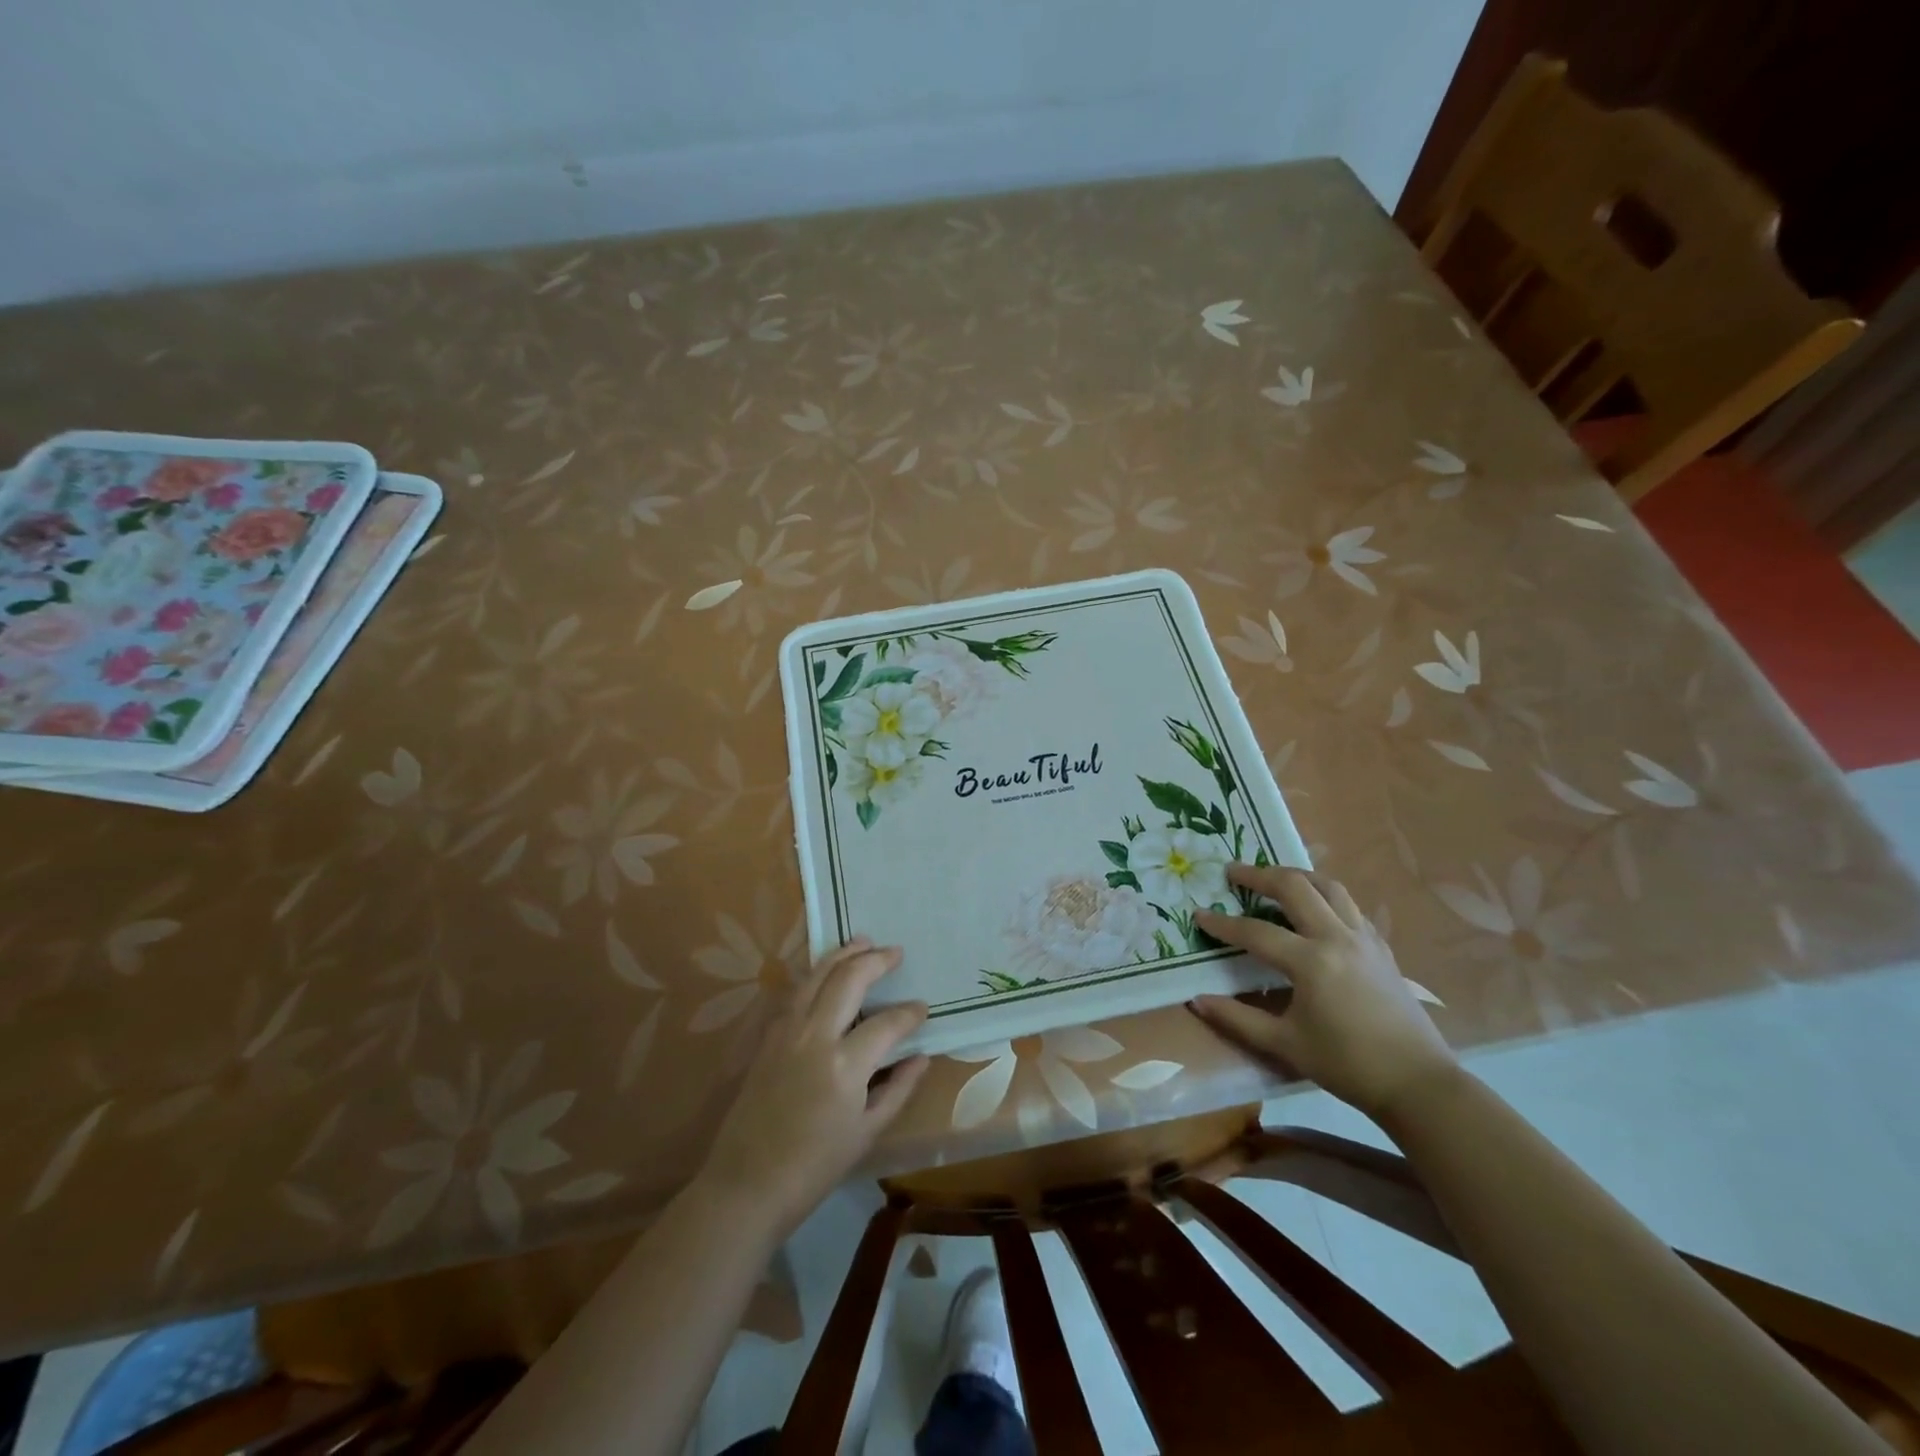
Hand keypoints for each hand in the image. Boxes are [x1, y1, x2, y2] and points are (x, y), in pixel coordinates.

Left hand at [698, 939, 929, 1238]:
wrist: (747, 1185)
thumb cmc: (814, 1167)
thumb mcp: (867, 1133)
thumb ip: (898, 1089)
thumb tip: (921, 1056)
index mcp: (846, 1064)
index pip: (888, 1023)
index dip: (909, 1013)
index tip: (922, 1009)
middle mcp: (816, 1036)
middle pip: (849, 980)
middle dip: (876, 960)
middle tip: (895, 952)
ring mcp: (787, 1032)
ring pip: (817, 976)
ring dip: (842, 955)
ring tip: (862, 941)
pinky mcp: (768, 1037)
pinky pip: (795, 993)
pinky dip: (815, 975)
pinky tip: (825, 972)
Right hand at [1191, 866, 1456, 1119]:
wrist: (1418, 1083)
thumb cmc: (1347, 1064)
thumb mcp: (1285, 1044)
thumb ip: (1238, 1018)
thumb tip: (1197, 1000)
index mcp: (1311, 962)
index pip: (1256, 932)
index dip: (1223, 924)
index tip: (1199, 914)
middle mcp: (1337, 938)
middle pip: (1295, 887)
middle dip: (1259, 875)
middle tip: (1233, 872)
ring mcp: (1364, 939)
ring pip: (1328, 887)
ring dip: (1297, 876)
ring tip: (1274, 878)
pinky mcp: (1381, 948)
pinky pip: (1349, 906)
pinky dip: (1325, 896)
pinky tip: (1315, 909)